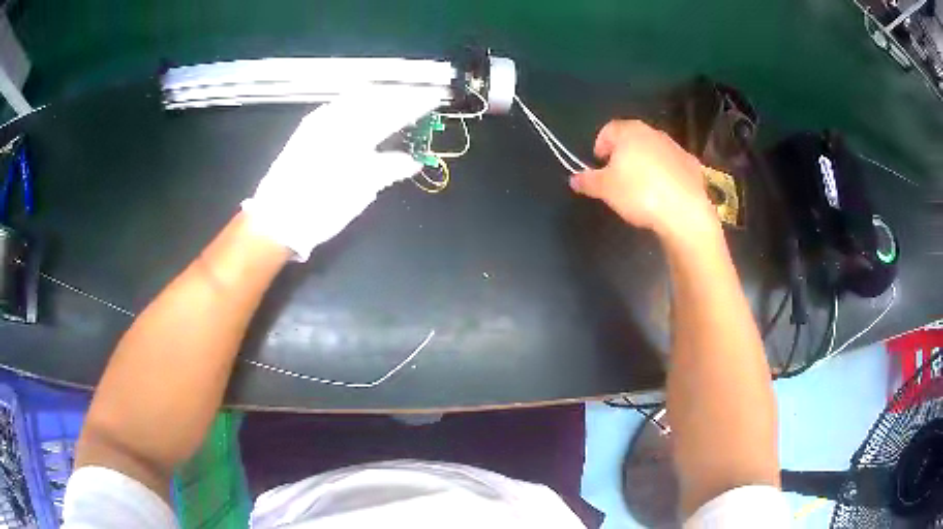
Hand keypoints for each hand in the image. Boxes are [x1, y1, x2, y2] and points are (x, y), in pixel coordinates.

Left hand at [242, 87, 442, 260]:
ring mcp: (319, 121)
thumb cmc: (320, 209)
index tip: (436, 98)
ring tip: (399, 95)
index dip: (417, 103)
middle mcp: (337, 120)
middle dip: (401, 94)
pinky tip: (365, 102)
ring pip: (356, 97)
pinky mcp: (308, 128)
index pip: (393, 111)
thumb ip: (387, 170)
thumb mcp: (359, 193)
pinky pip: (339, 104)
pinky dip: (358, 100)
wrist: (276, 218)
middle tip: (422, 95)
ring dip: (381, 94)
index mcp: (353, 136)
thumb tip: (413, 160)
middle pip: (377, 98)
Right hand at [569, 120, 714, 237]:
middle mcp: (653, 133)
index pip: (608, 130)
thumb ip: (588, 181)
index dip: (600, 145)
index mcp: (629, 132)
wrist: (684, 212)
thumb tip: (574, 178)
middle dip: (623, 153)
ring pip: (654, 150)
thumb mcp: (605, 189)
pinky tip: (664, 193)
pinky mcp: (692, 165)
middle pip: (632, 138)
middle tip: (618, 176)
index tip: (599, 164)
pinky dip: (666, 174)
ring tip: (642, 187)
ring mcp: (675, 147)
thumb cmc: (639, 193)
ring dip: (645, 163)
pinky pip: (672, 165)